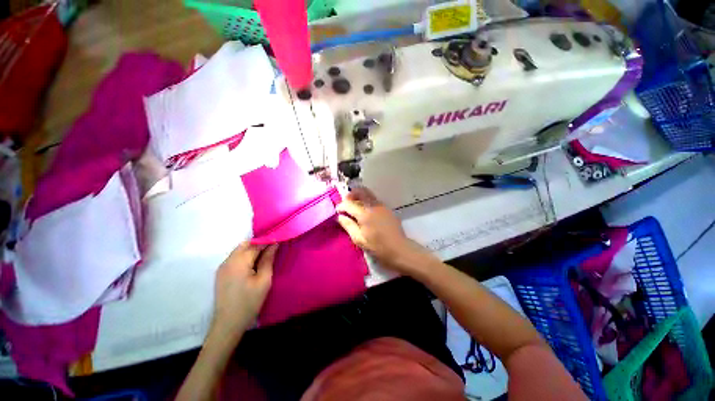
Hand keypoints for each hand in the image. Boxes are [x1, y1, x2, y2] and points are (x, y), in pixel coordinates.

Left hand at [212, 242, 277, 337]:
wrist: (228, 324)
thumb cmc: (249, 302)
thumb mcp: (264, 280)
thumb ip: (268, 260)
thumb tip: (274, 244)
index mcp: (239, 262)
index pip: (256, 244)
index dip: (268, 241)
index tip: (280, 240)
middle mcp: (228, 261)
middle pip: (245, 244)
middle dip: (259, 244)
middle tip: (272, 250)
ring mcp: (222, 267)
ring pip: (239, 250)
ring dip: (252, 250)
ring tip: (264, 258)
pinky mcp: (221, 274)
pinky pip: (235, 258)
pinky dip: (245, 257)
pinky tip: (253, 266)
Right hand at [336, 187, 430, 274]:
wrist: (399, 249)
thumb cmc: (378, 247)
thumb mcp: (359, 239)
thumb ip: (348, 226)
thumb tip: (340, 216)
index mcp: (365, 214)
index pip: (349, 204)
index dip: (341, 206)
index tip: (337, 211)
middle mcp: (373, 206)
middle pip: (361, 191)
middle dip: (351, 194)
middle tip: (345, 202)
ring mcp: (382, 206)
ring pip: (368, 194)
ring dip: (359, 196)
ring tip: (354, 206)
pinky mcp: (387, 209)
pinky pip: (374, 200)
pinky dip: (366, 201)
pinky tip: (365, 211)